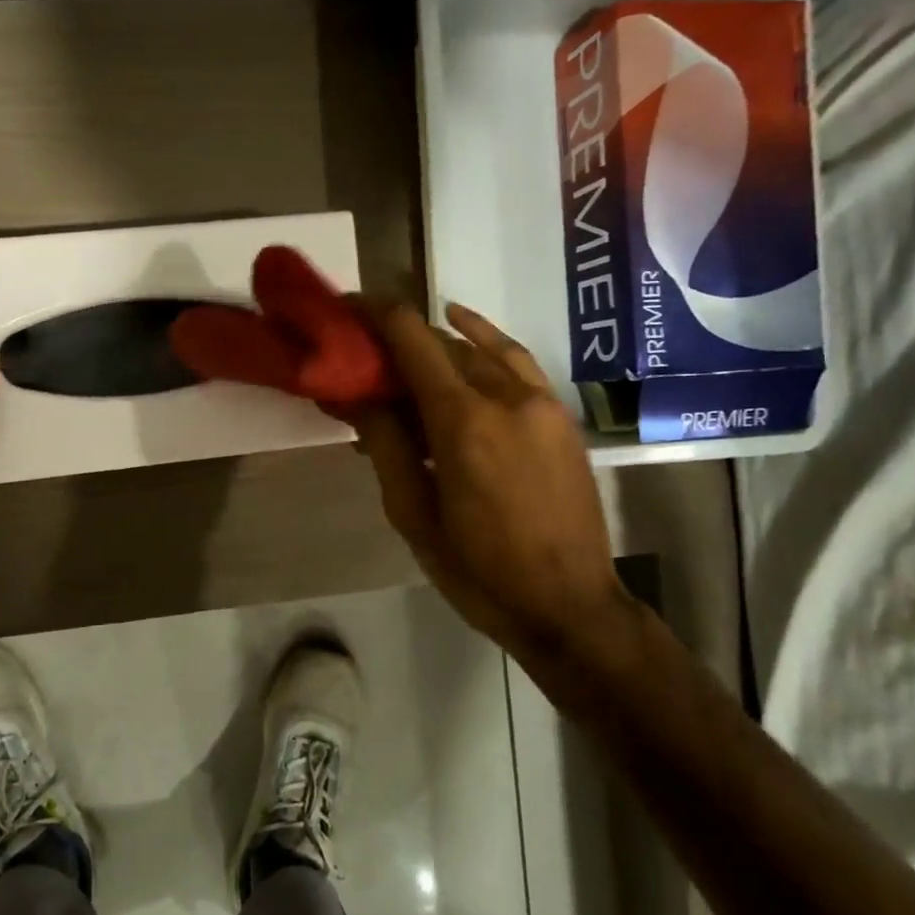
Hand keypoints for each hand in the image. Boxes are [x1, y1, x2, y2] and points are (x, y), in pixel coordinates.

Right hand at [355, 302, 625, 649]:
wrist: (567, 604)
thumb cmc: (478, 570)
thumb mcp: (414, 515)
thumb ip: (386, 445)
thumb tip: (359, 395)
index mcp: (462, 422)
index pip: (412, 341)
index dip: (376, 316)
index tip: (347, 309)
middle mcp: (504, 396)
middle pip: (442, 343)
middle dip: (399, 338)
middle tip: (363, 351)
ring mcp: (540, 402)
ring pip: (479, 349)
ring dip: (436, 342)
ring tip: (402, 350)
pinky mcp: (559, 414)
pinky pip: (516, 360)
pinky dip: (484, 338)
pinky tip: (461, 325)